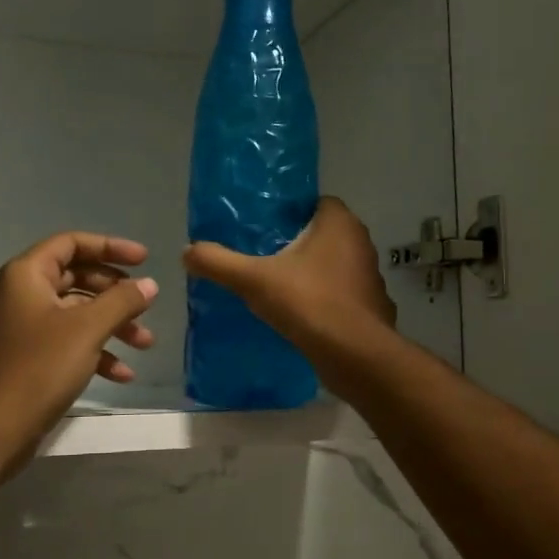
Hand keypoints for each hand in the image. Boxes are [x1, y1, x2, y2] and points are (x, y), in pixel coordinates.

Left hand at [0, 232, 158, 461]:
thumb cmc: (39, 367)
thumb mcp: (87, 329)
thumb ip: (121, 301)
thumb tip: (150, 284)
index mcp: (28, 275)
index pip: (72, 243)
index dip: (110, 246)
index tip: (145, 259)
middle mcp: (25, 294)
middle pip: (78, 277)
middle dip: (117, 293)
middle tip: (146, 305)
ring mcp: (28, 327)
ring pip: (79, 313)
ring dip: (114, 325)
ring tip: (145, 344)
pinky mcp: (33, 358)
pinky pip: (71, 342)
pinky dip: (98, 352)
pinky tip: (123, 375)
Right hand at [182, 197, 395, 361]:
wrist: (354, 355)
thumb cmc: (309, 302)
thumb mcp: (253, 280)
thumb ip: (219, 263)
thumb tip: (187, 251)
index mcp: (339, 223)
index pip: (316, 203)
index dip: (291, 213)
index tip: (264, 227)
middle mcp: (361, 243)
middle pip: (324, 234)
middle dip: (297, 244)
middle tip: (264, 256)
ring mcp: (370, 276)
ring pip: (334, 265)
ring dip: (311, 273)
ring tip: (277, 286)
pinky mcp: (371, 307)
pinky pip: (341, 294)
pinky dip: (324, 300)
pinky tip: (301, 314)